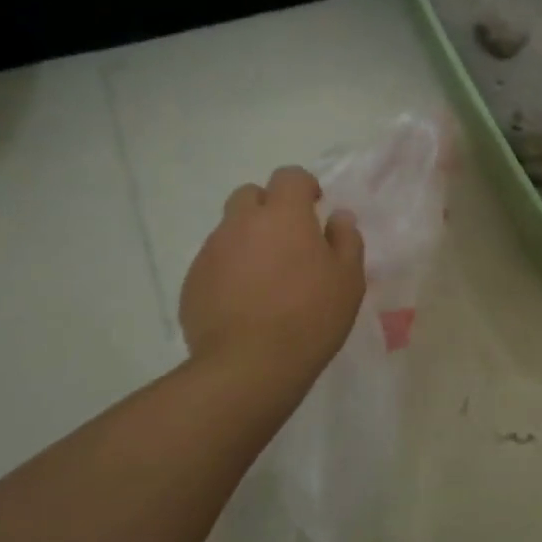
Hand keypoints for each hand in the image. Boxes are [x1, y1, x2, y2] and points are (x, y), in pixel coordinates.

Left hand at [179, 166, 365, 372]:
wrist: (249, 365)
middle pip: (250, 195)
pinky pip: (215, 262)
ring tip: (268, 278)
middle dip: (270, 207)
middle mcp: (241, 224)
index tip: (315, 210)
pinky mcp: (193, 282)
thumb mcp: (348, 279)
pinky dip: (231, 270)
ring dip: (249, 240)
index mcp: (284, 216)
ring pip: (230, 230)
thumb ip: (346, 239)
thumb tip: (338, 216)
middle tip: (289, 240)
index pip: (289, 176)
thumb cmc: (311, 316)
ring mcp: (211, 252)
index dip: (304, 187)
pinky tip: (247, 302)